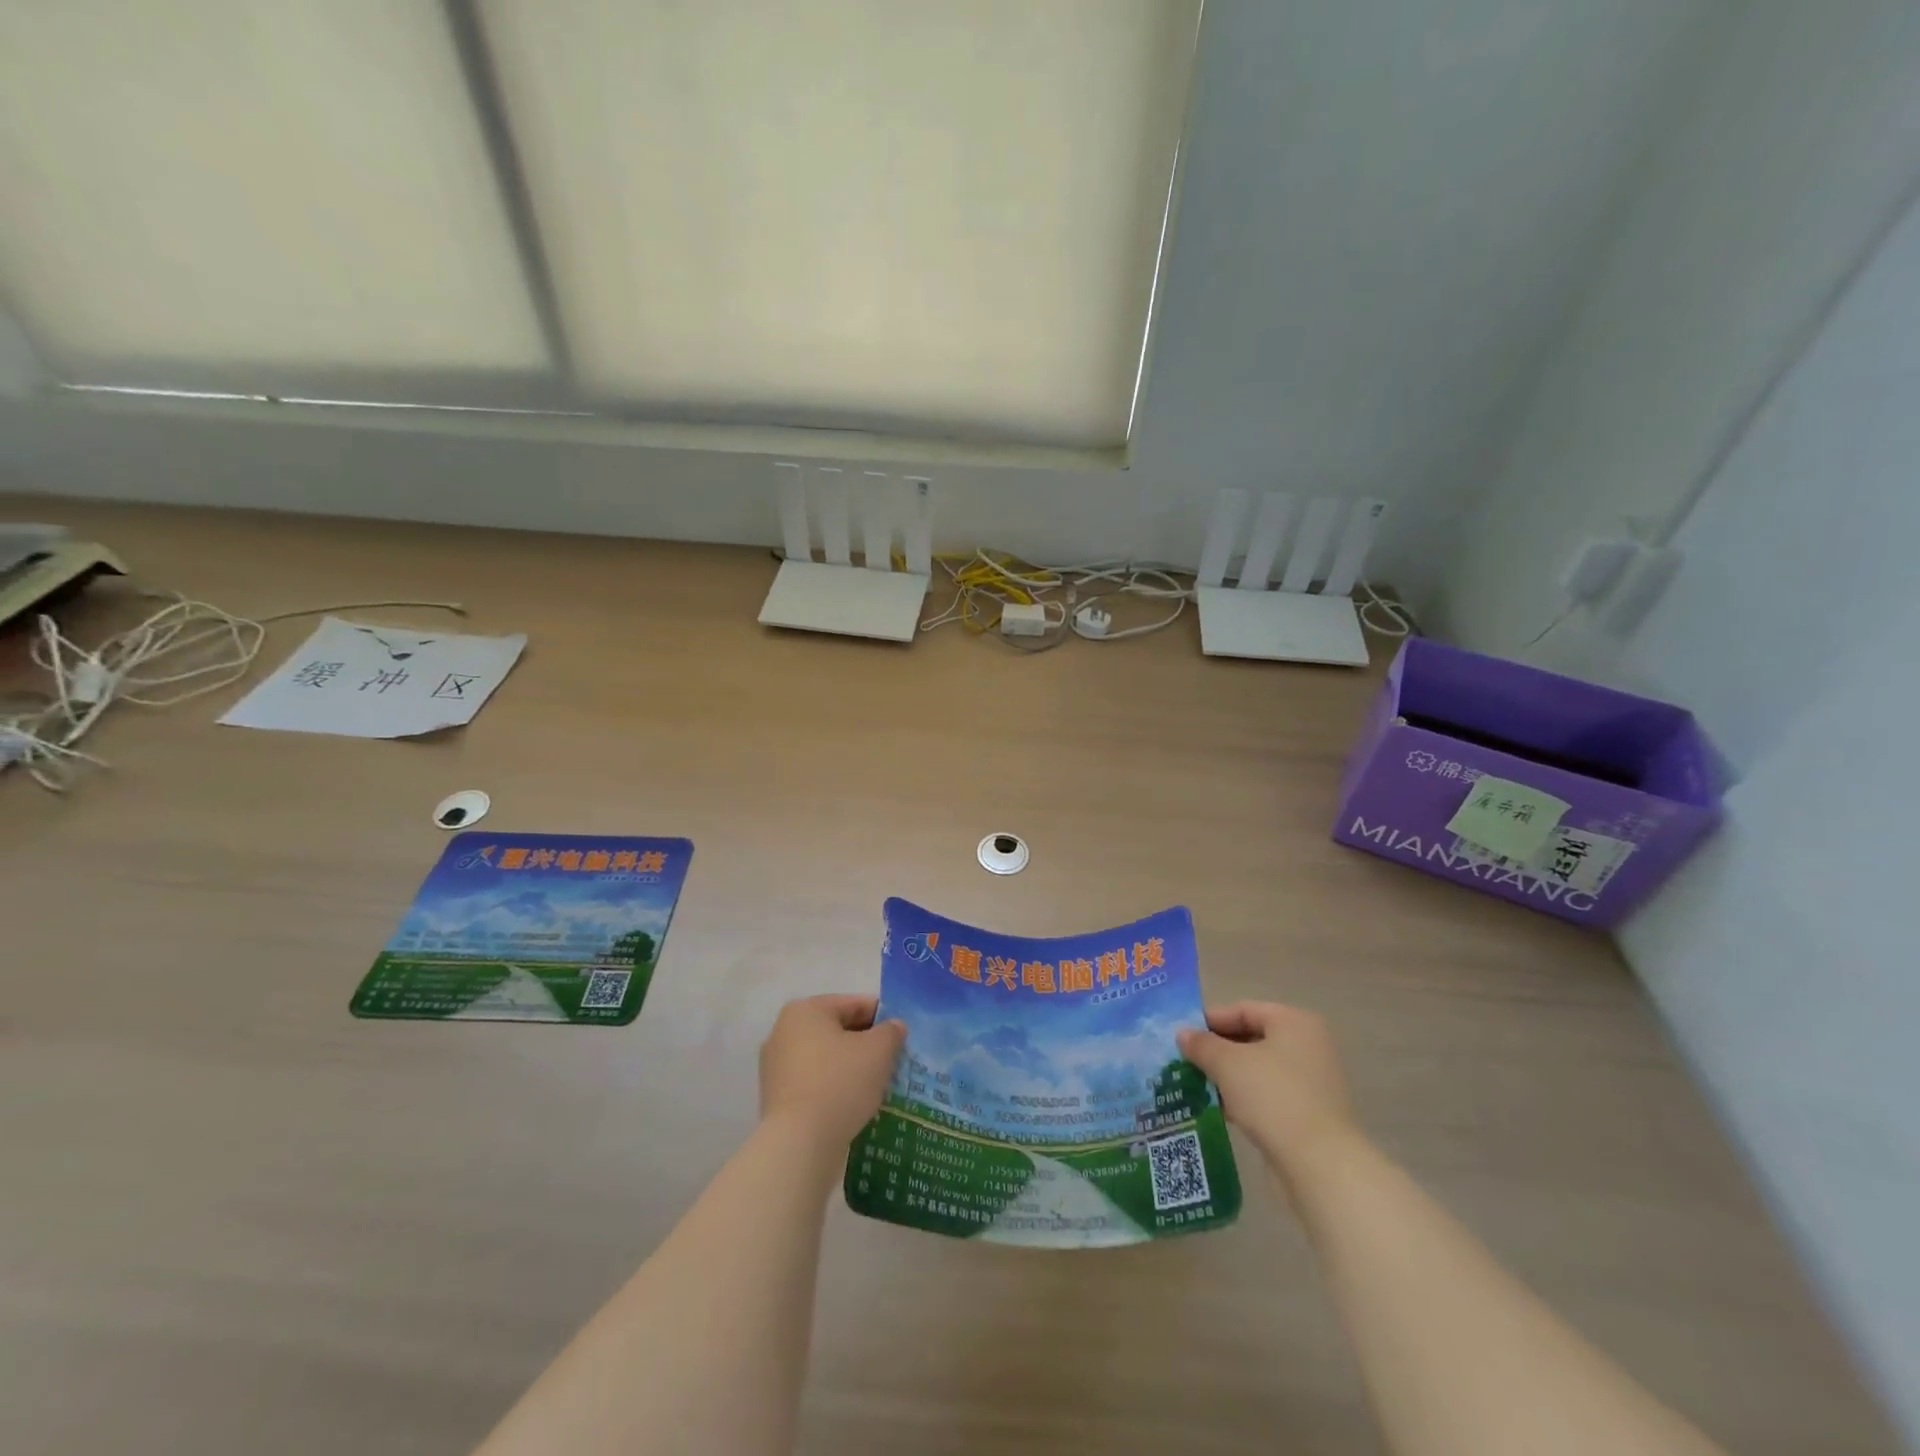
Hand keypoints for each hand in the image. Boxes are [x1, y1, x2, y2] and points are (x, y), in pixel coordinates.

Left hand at [759, 994, 905, 1145]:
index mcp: (806, 1010)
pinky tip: (854, 1103)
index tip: (902, 1036)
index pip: (854, 1004)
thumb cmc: (840, 1083)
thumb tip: (894, 1027)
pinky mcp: (776, 1098)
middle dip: (866, 1043)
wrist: (799, 1144)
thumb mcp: (878, 1051)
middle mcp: (784, 1031)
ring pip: (826, 1058)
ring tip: (878, 1084)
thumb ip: (891, 1031)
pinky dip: (834, 1087)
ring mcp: (776, 1066)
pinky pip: (814, 1082)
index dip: (883, 1017)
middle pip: (838, 1030)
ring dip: (851, 1067)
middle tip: (893, 1060)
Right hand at [1177, 1002, 1360, 1186]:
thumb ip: (1202, 1044)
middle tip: (1186, 1061)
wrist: (1319, 1163)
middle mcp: (1308, 1045)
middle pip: (1252, 1038)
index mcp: (1294, 1022)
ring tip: (1197, 1085)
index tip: (1182, 1036)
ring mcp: (1312, 1081)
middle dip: (1217, 1050)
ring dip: (1228, 1076)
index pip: (1243, 1010)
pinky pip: (1269, 1094)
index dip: (1210, 1021)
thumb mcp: (1227, 1064)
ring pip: (1259, 1069)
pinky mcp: (1310, 1113)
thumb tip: (1183, 1034)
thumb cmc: (1273, 1096)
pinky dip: (1244, 1097)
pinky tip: (1221, 1109)